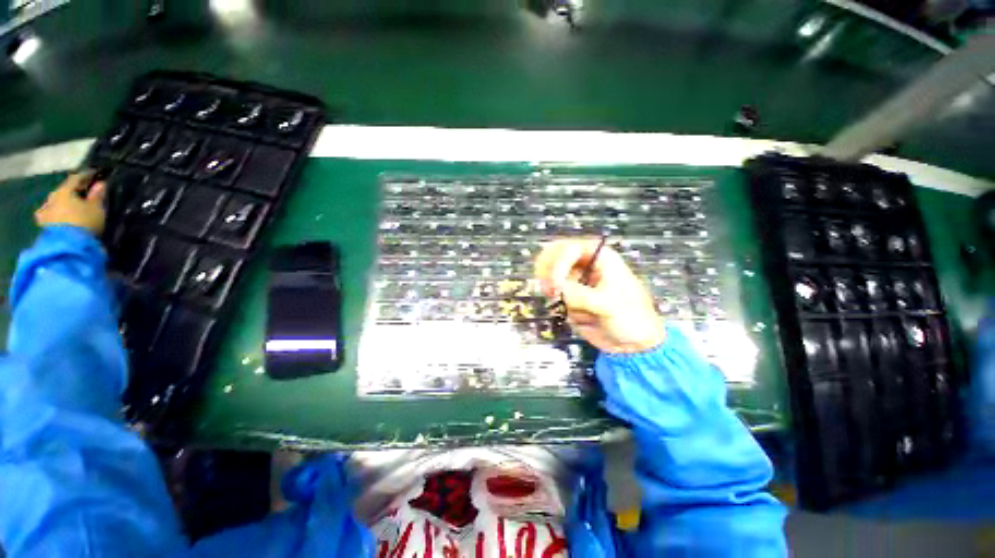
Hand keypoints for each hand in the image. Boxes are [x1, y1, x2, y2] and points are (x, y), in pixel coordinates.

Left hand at [35, 172, 106, 234]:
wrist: (68, 246)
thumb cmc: (84, 223)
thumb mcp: (96, 209)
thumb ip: (97, 196)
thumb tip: (100, 184)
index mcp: (64, 190)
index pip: (75, 178)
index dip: (85, 176)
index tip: (94, 175)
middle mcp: (52, 198)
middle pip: (63, 191)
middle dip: (72, 192)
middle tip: (82, 193)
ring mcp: (46, 213)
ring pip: (56, 203)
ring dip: (64, 204)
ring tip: (73, 207)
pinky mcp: (44, 226)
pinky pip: (52, 216)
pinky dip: (58, 215)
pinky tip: (63, 218)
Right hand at [534, 238, 664, 353]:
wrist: (632, 343)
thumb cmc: (631, 317)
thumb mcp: (608, 303)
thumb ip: (580, 294)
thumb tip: (556, 288)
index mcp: (600, 257)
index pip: (569, 249)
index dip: (558, 263)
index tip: (555, 284)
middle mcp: (585, 265)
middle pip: (554, 256)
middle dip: (548, 272)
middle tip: (548, 289)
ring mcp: (575, 280)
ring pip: (550, 276)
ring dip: (552, 290)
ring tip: (559, 302)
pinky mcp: (569, 296)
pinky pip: (554, 294)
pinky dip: (557, 303)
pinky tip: (570, 312)